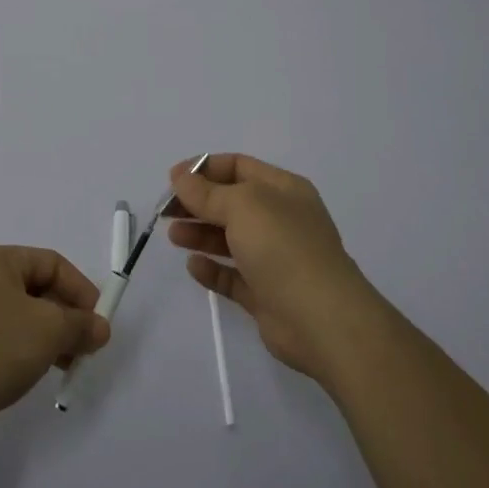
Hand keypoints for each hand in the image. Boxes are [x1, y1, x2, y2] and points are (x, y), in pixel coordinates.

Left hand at [0, 245, 110, 441]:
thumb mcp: (48, 331)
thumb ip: (80, 325)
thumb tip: (100, 327)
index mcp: (0, 260)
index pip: (53, 263)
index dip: (81, 289)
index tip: (98, 322)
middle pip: (37, 289)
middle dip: (66, 316)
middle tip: (86, 347)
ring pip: (21, 315)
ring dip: (48, 336)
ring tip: (66, 365)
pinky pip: (3, 335)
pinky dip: (24, 348)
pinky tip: (33, 372)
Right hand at [167, 154, 374, 384]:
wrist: (323, 321)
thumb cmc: (283, 248)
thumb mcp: (242, 205)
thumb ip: (206, 192)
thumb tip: (181, 177)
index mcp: (283, 190)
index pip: (238, 166)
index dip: (203, 169)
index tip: (173, 179)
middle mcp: (280, 220)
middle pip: (230, 203)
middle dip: (197, 203)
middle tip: (165, 211)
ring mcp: (275, 259)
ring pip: (229, 239)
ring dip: (200, 234)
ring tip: (174, 236)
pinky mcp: (266, 294)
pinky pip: (233, 275)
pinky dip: (212, 269)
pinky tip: (194, 266)